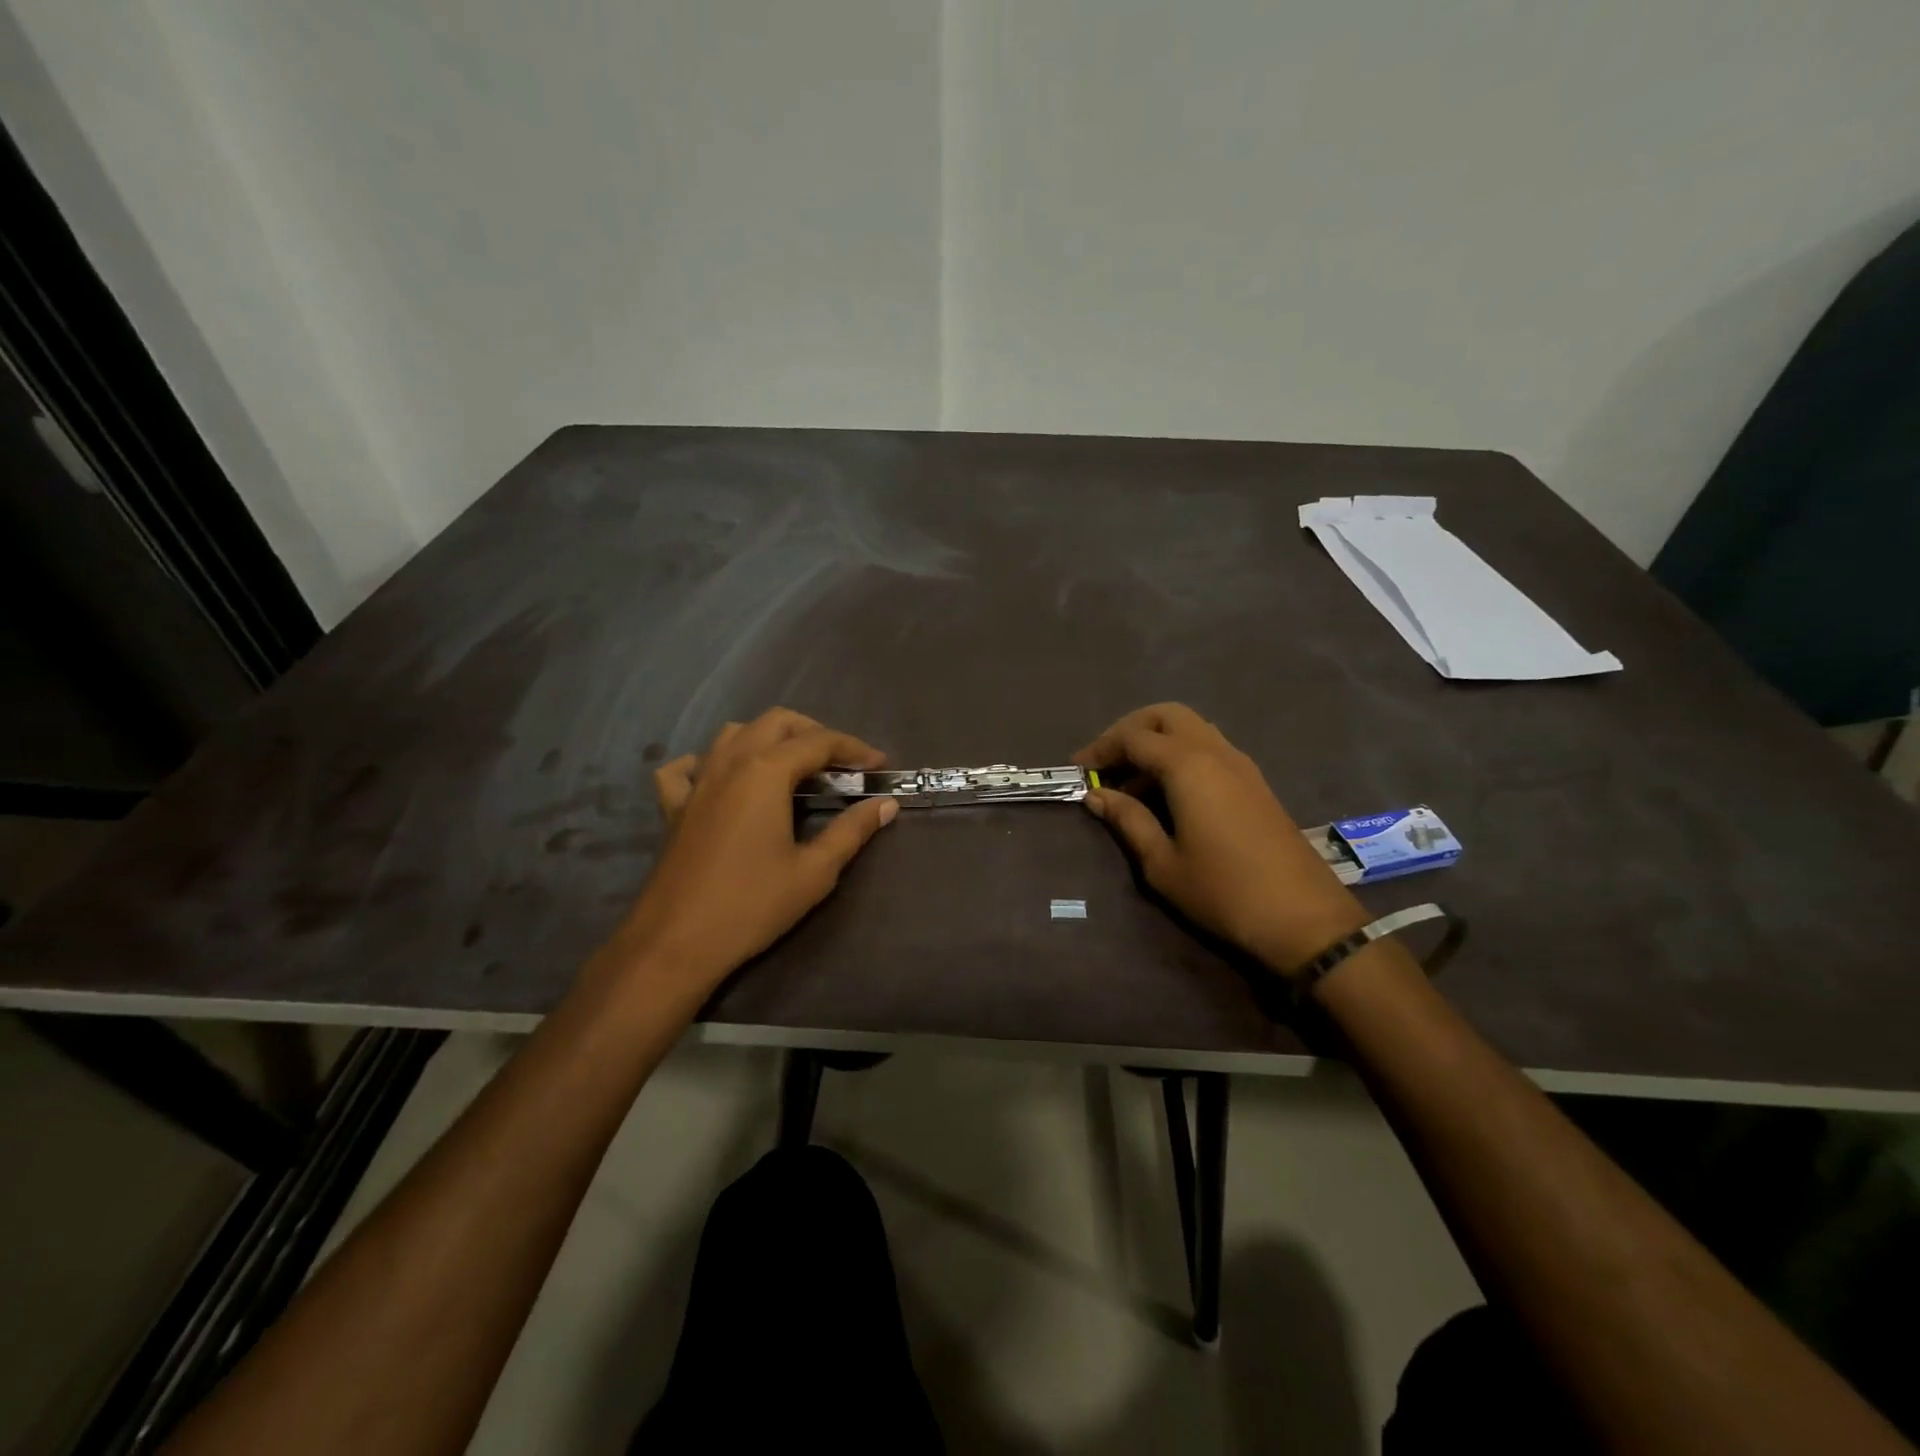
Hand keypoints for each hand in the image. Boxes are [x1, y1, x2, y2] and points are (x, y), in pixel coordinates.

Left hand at [614, 708, 897, 987]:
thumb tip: (886, 805)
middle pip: (776, 722)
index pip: (819, 742)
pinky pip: (688, 766)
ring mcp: (697, 781)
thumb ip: (852, 831)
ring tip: (793, 765)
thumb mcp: (814, 871)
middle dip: (814, 732)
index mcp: (766, 771)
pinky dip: (711, 761)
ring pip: (734, 733)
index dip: (855, 748)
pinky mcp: (674, 806)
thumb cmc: (752, 905)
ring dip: (769, 737)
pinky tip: (723, 779)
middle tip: (841, 763)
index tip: (880, 765)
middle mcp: (730, 762)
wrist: (676, 941)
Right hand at [1074, 703, 1366, 973]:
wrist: (1304, 918)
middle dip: (1131, 730)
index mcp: (1188, 766)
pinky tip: (1168, 794)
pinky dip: (1181, 756)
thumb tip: (1097, 796)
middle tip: (1106, 762)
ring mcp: (1241, 764)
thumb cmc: (1223, 891)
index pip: (1134, 737)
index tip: (1078, 770)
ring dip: (1157, 742)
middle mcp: (1216, 752)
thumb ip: (1128, 820)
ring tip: (1132, 782)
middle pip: (1166, 715)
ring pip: (1191, 729)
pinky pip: (1210, 749)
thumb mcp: (1162, 863)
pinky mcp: (1255, 782)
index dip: (1102, 748)